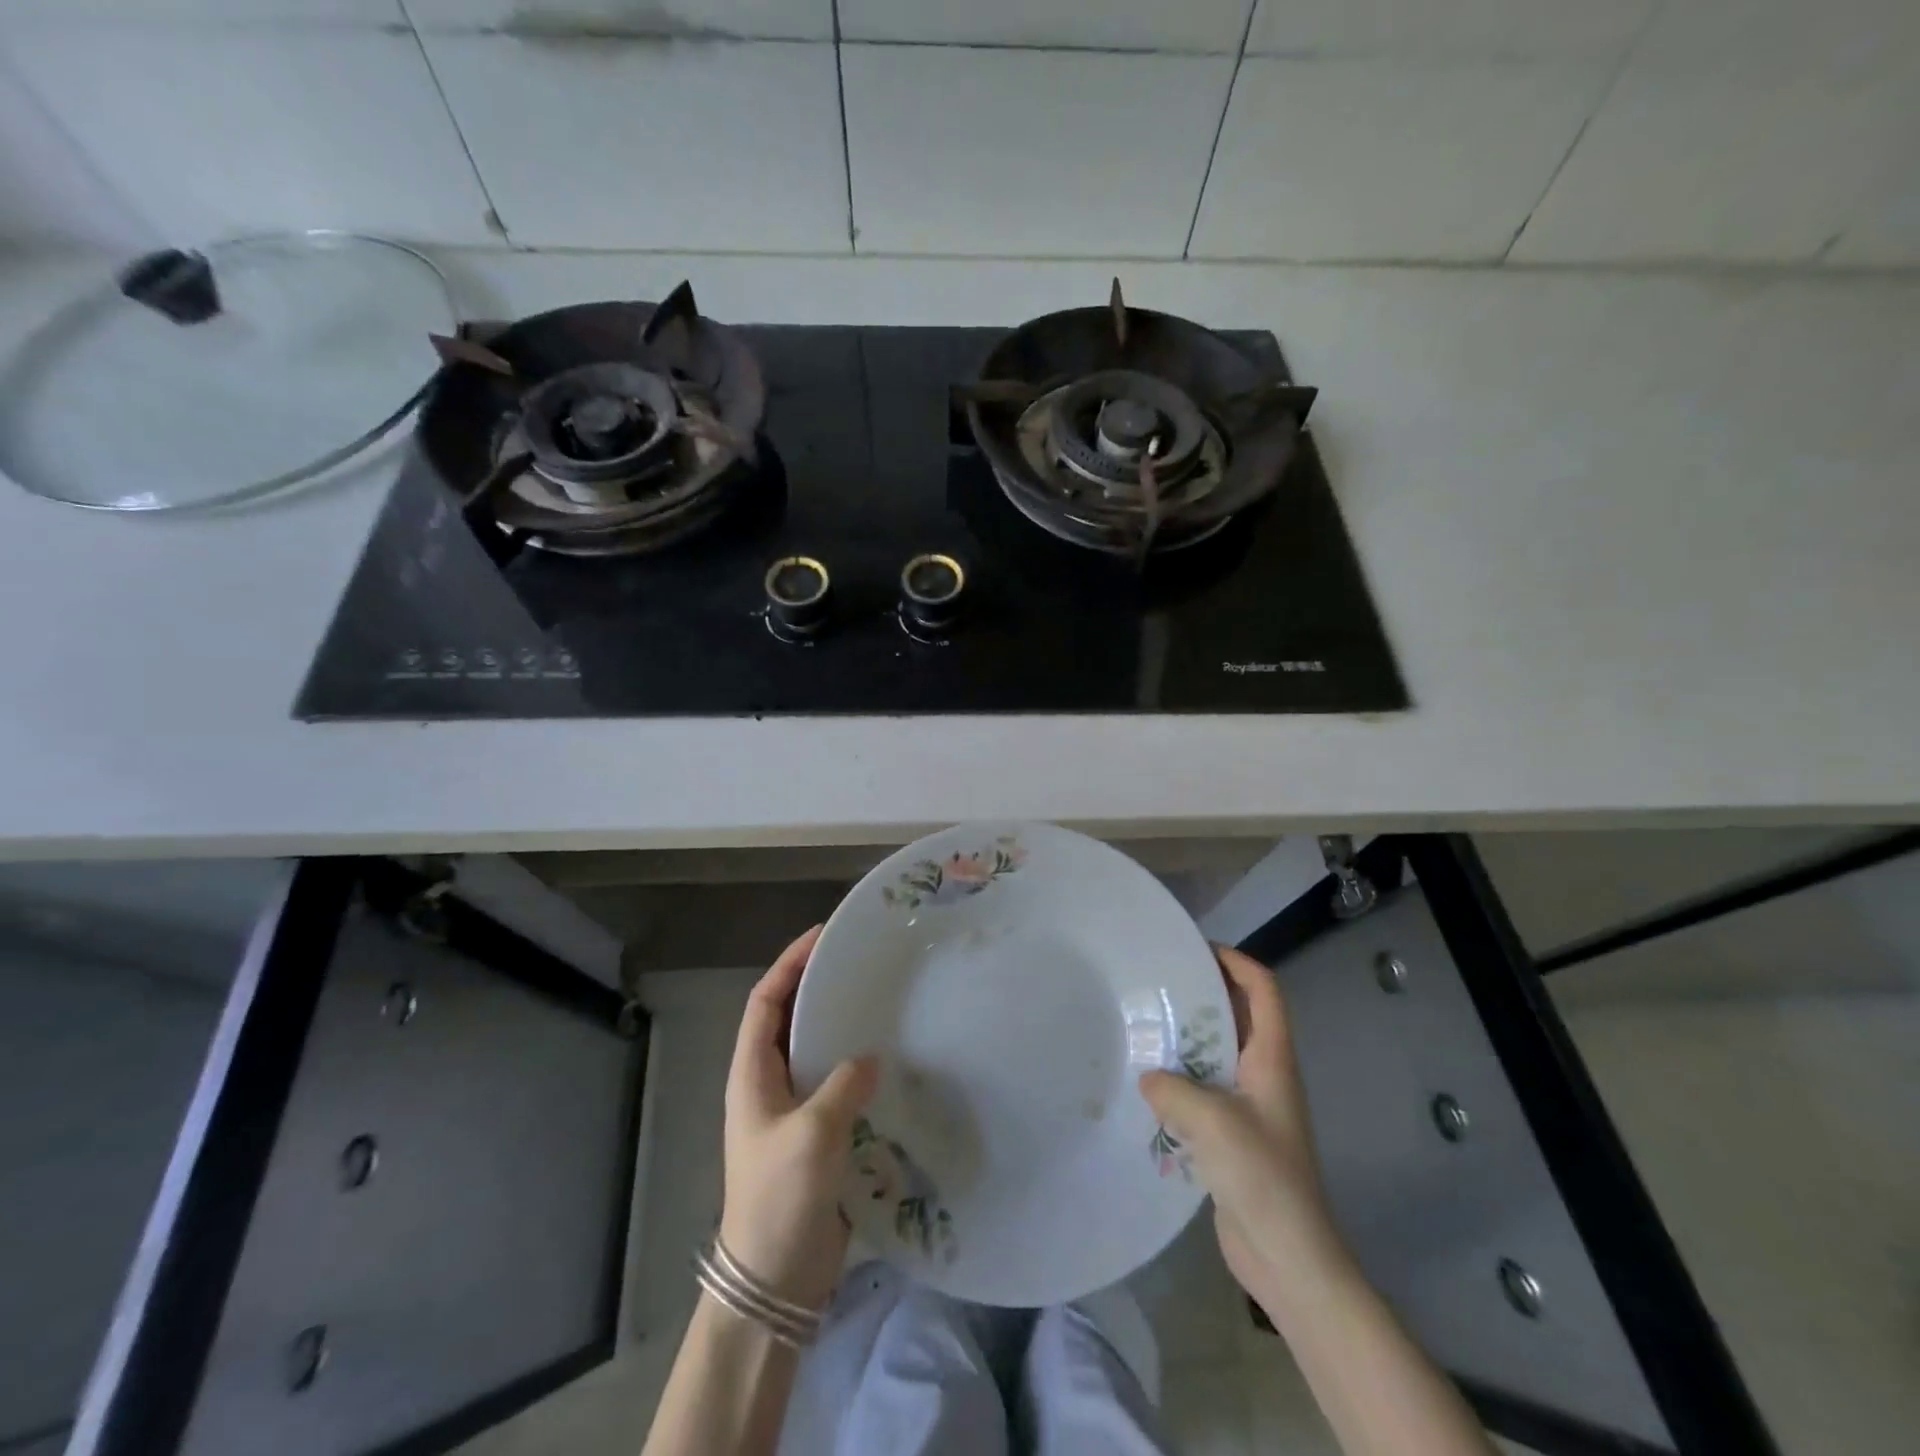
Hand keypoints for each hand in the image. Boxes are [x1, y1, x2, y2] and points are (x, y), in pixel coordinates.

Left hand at [719, 925, 879, 1311]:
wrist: (774, 1280)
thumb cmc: (779, 1198)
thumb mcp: (812, 1135)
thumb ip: (842, 1086)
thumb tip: (871, 1058)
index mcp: (751, 1074)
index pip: (764, 1002)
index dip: (788, 964)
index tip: (822, 936)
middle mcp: (768, 1084)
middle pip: (789, 1019)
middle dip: (816, 986)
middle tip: (859, 962)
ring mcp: (792, 1110)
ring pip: (814, 1050)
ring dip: (838, 1024)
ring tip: (878, 1000)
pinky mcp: (816, 1135)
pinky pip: (836, 1083)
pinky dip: (856, 1064)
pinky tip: (889, 1059)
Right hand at [1139, 945, 1343, 1304]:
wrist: (1289, 1258)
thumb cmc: (1263, 1178)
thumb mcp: (1212, 1122)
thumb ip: (1172, 1089)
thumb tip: (1147, 1076)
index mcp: (1272, 1059)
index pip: (1265, 990)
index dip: (1236, 962)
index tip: (1194, 950)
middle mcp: (1264, 1074)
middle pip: (1238, 1016)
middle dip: (1202, 995)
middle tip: (1155, 984)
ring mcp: (1250, 1106)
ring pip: (1218, 1054)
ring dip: (1186, 1039)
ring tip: (1142, 1027)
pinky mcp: (1233, 1135)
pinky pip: (1204, 1090)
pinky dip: (1179, 1080)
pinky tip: (1146, 1086)